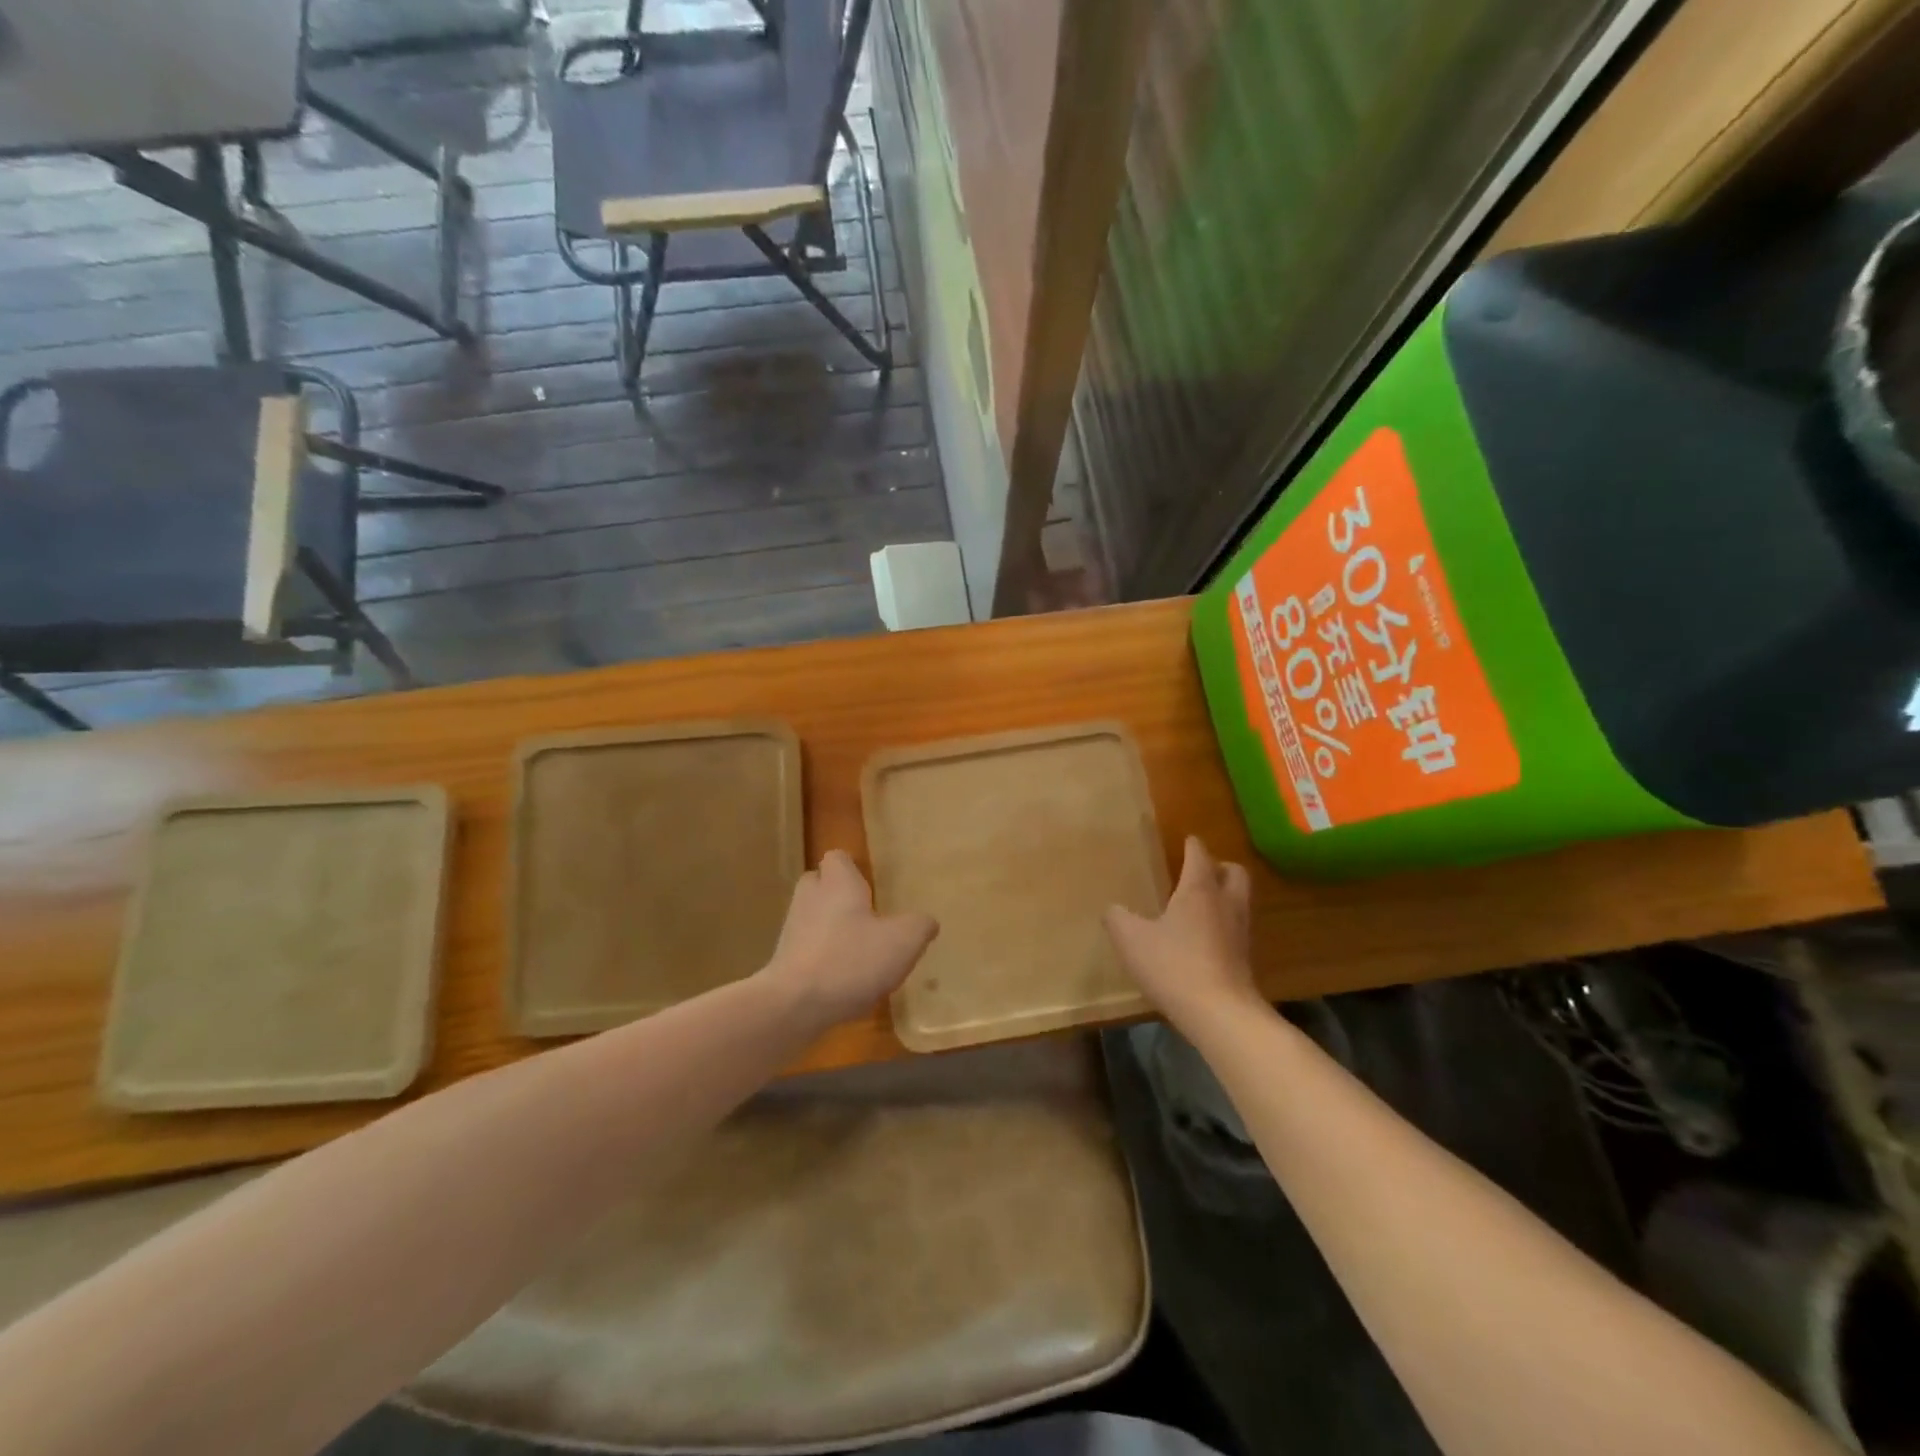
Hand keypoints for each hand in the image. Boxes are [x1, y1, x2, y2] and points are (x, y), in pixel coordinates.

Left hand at [758, 850, 937, 1028]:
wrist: (794, 1006)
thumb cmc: (851, 960)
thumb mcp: (903, 941)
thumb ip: (919, 926)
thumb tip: (927, 921)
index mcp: (837, 884)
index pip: (837, 858)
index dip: (851, 868)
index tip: (869, 885)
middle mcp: (810, 899)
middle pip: (819, 885)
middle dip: (838, 896)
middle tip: (865, 915)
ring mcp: (792, 932)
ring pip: (812, 919)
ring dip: (831, 930)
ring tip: (859, 952)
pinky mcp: (784, 964)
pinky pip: (806, 951)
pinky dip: (822, 960)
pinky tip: (843, 982)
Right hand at [1104, 836, 1256, 1026]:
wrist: (1220, 1013)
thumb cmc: (1174, 965)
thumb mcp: (1132, 940)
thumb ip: (1118, 919)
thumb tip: (1112, 909)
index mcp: (1198, 890)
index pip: (1199, 855)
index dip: (1192, 845)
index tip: (1186, 840)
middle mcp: (1225, 903)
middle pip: (1234, 872)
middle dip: (1219, 866)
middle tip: (1200, 871)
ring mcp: (1240, 931)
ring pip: (1239, 900)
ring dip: (1225, 895)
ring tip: (1201, 904)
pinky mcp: (1246, 959)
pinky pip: (1237, 928)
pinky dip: (1224, 924)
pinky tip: (1205, 938)